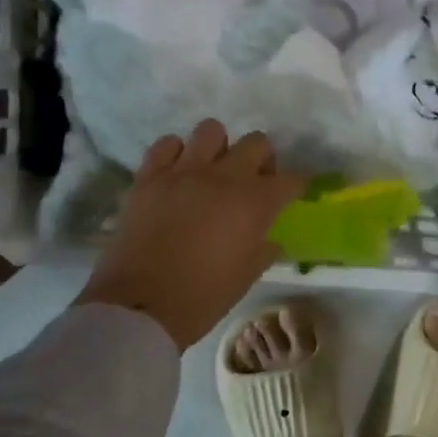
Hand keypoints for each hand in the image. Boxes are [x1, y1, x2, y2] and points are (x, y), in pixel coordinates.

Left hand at [78, 120, 306, 350]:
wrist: (140, 306)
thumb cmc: (202, 296)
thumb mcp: (247, 276)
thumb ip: (264, 249)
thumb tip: (270, 237)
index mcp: (255, 203)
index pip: (290, 179)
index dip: (297, 185)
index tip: (294, 193)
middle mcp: (224, 177)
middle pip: (256, 143)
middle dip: (262, 159)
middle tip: (253, 181)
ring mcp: (183, 172)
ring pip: (211, 130)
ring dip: (218, 148)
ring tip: (212, 171)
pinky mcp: (149, 176)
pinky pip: (167, 144)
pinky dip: (176, 154)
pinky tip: (177, 174)